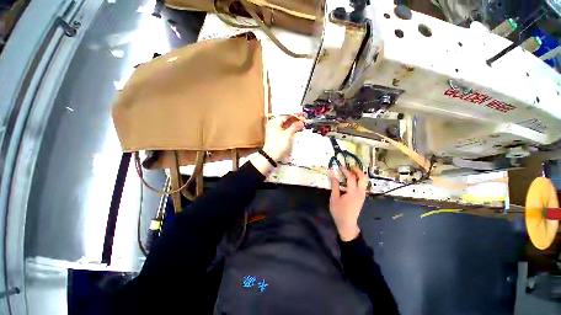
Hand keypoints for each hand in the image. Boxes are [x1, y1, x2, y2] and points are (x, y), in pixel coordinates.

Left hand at [262, 116, 304, 160]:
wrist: (270, 156)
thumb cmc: (278, 145)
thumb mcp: (287, 135)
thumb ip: (294, 127)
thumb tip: (301, 123)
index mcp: (274, 122)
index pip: (286, 116)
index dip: (295, 116)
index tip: (302, 116)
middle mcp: (272, 124)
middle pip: (285, 120)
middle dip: (294, 121)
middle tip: (302, 121)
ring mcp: (273, 130)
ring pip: (284, 125)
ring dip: (292, 125)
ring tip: (300, 126)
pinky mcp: (275, 135)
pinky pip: (283, 130)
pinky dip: (289, 130)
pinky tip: (294, 131)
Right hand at [329, 167, 368, 240]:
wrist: (347, 225)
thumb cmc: (339, 212)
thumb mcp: (334, 198)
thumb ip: (334, 185)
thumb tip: (332, 174)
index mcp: (353, 193)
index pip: (351, 178)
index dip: (345, 171)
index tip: (340, 166)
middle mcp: (360, 192)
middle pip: (363, 178)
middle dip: (357, 170)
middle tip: (350, 166)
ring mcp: (362, 195)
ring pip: (364, 181)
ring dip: (359, 174)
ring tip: (350, 171)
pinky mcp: (361, 197)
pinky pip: (362, 185)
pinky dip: (358, 180)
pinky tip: (351, 180)